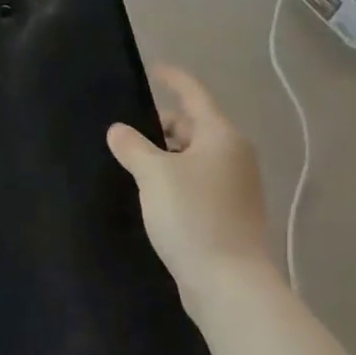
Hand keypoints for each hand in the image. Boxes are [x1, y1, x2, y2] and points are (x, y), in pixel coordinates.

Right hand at [107, 65, 274, 315]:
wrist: (230, 285)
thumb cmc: (193, 216)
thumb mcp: (153, 174)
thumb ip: (132, 146)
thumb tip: (119, 130)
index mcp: (221, 136)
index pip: (193, 94)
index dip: (173, 78)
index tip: (153, 69)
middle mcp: (234, 155)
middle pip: (193, 126)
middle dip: (161, 125)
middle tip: (127, 132)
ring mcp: (236, 187)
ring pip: (194, 156)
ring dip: (166, 155)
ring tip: (133, 162)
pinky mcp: (230, 214)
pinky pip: (198, 181)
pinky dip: (176, 178)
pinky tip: (153, 193)